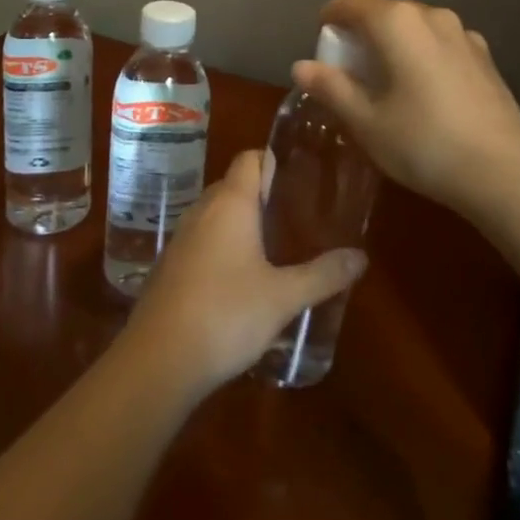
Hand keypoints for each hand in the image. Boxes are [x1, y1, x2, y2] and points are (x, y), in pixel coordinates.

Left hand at [124, 149, 366, 394]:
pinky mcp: (169, 266)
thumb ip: (323, 275)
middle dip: (262, 194)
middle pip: (234, 184)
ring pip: (216, 214)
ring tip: (274, 245)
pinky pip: (201, 240)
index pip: (251, 158)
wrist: (158, 360)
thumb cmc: (226, 315)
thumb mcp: (283, 297)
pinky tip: (240, 278)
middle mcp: (203, 210)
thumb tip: (360, 257)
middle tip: (296, 214)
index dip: (274, 160)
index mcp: (231, 203)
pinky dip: (222, 246)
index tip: (301, 177)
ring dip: (241, 222)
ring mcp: (181, 238)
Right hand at [290, 0, 519, 212]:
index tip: (322, 45)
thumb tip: (301, 65)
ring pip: (415, 27)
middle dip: (362, 34)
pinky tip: (427, 94)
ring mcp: (463, 33)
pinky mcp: (485, 55)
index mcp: (396, 22)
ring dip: (395, 45)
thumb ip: (331, 87)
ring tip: (390, 84)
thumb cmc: (422, 142)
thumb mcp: (365, 121)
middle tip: (351, 73)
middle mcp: (430, 15)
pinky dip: (424, 56)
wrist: (502, 171)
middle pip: (384, 12)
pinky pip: (441, 44)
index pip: (350, 2)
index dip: (330, 19)